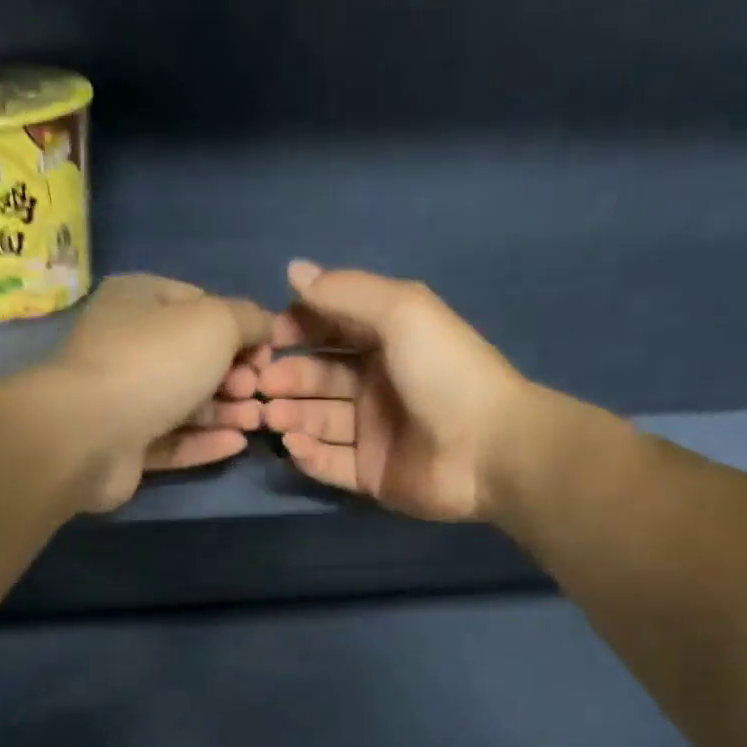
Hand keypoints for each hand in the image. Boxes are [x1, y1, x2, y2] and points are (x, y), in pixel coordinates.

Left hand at [48, 274, 271, 511]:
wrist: (90, 434)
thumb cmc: (154, 363)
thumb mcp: (215, 323)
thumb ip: (248, 319)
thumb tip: (266, 325)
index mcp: (139, 300)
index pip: (200, 305)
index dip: (240, 328)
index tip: (269, 354)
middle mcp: (128, 344)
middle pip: (195, 358)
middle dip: (236, 376)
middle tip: (261, 392)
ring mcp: (124, 398)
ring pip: (186, 403)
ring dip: (227, 411)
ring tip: (259, 421)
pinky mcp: (125, 445)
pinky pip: (173, 440)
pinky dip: (205, 441)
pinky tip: (238, 445)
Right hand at [223, 261, 531, 520]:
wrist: (487, 449)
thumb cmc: (445, 372)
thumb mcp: (401, 311)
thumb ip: (345, 292)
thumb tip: (293, 271)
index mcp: (388, 342)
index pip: (332, 329)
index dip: (298, 330)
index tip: (268, 338)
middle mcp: (377, 386)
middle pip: (320, 377)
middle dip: (287, 377)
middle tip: (259, 385)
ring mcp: (373, 434)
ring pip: (320, 421)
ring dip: (291, 416)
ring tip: (270, 415)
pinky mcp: (371, 475)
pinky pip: (331, 463)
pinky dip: (308, 455)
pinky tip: (293, 445)